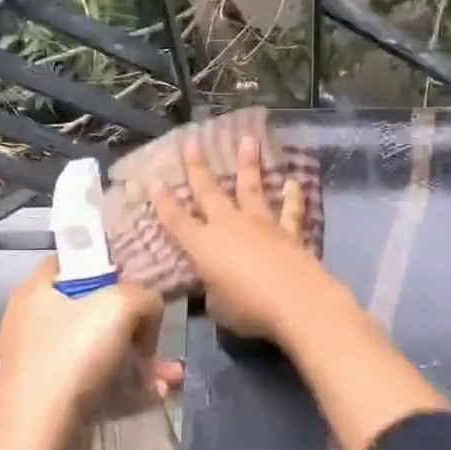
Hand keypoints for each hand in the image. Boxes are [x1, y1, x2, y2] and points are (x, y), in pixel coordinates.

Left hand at [0, 258, 177, 449]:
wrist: (39, 444)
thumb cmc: (73, 359)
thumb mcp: (121, 306)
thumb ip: (144, 297)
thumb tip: (146, 314)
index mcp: (38, 290)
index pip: (76, 260)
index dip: (110, 265)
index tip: (140, 283)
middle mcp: (35, 322)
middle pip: (95, 308)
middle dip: (136, 324)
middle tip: (155, 339)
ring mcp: (43, 364)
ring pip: (102, 350)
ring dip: (140, 360)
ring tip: (172, 374)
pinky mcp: (54, 401)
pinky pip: (99, 383)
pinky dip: (128, 387)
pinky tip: (159, 394)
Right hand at [148, 131, 360, 347]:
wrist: (297, 302)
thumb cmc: (248, 309)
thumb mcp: (218, 307)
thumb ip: (213, 291)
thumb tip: (216, 285)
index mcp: (203, 246)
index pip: (176, 220)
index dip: (162, 201)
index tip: (153, 178)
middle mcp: (229, 226)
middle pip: (208, 192)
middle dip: (197, 167)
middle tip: (192, 141)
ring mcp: (261, 225)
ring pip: (251, 188)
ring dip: (248, 164)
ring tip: (247, 139)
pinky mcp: (289, 232)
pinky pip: (290, 211)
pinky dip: (293, 197)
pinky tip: (294, 183)